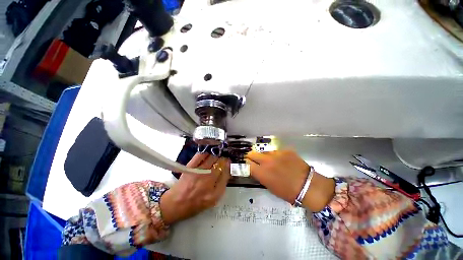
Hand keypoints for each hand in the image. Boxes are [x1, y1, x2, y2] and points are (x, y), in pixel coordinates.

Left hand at [160, 154, 229, 224]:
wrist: (176, 203)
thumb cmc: (196, 203)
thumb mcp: (212, 200)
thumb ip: (221, 186)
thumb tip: (226, 171)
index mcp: (214, 192)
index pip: (226, 173)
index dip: (228, 165)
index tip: (228, 162)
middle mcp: (208, 180)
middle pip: (220, 163)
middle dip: (223, 160)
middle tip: (222, 160)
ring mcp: (198, 172)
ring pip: (212, 157)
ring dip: (216, 156)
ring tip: (215, 157)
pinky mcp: (190, 167)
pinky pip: (200, 155)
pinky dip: (205, 153)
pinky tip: (207, 155)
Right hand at [246, 150, 334, 211]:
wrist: (308, 186)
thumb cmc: (288, 192)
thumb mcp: (270, 187)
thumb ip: (261, 176)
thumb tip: (256, 169)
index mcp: (262, 172)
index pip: (247, 164)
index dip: (247, 164)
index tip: (248, 164)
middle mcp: (266, 161)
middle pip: (252, 153)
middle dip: (251, 157)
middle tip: (255, 160)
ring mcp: (276, 154)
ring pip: (264, 152)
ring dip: (265, 156)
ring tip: (272, 162)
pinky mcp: (285, 150)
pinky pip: (276, 151)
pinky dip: (277, 156)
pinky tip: (283, 161)